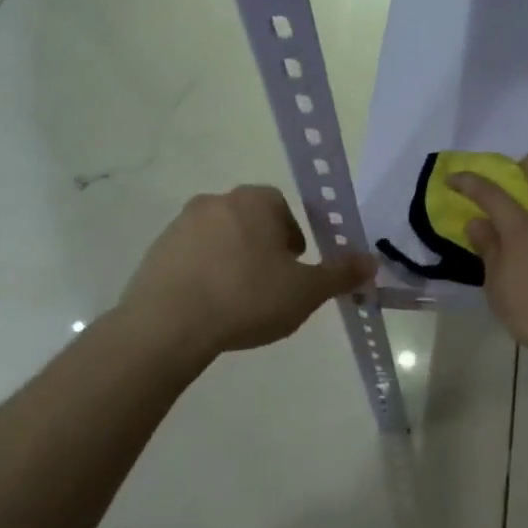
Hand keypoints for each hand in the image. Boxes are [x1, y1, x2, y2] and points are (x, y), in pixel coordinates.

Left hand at [119, 186, 375, 357]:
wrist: (169, 325)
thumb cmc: (247, 298)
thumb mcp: (305, 291)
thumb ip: (340, 274)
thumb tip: (371, 261)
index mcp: (254, 202)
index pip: (282, 207)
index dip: (293, 237)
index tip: (295, 268)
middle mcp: (215, 202)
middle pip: (250, 220)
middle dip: (263, 248)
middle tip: (271, 286)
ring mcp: (180, 226)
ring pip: (219, 239)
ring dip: (232, 260)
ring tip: (239, 301)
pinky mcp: (155, 252)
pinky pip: (191, 258)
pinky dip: (203, 275)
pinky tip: (209, 307)